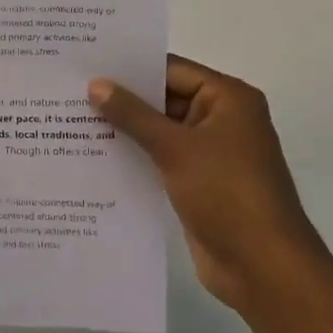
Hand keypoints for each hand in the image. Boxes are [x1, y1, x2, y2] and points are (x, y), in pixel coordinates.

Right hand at [90, 55, 324, 313]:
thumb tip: (96, 84)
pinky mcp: (198, 182)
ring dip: (124, 130)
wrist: (262, 267)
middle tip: (70, 92)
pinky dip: (134, 156)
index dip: (130, 68)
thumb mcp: (175, 148)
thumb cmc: (226, 194)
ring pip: (160, 131)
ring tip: (72, 120)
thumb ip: (133, 115)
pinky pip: (161, 159)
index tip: (86, 64)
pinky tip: (95, 156)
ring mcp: (210, 153)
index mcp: (228, 99)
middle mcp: (221, 119)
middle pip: (164, 99)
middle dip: (122, 100)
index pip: (171, 70)